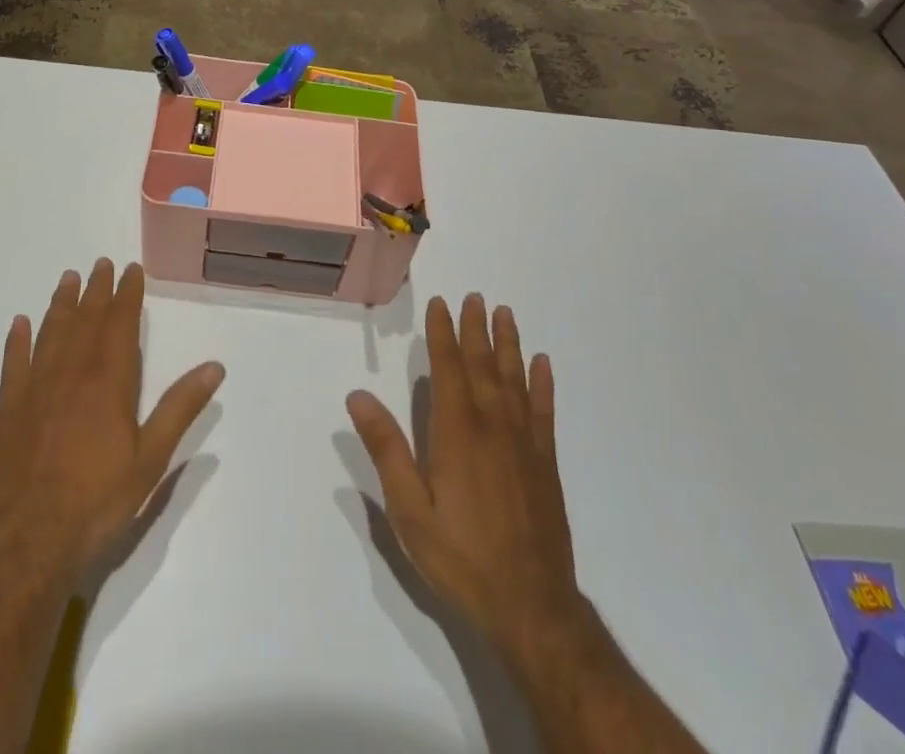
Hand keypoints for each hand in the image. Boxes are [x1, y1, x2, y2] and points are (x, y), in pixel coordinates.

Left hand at [0, 259, 223, 583]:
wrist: (27, 542)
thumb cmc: (97, 502)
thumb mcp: (150, 459)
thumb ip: (180, 408)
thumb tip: (215, 366)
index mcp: (108, 381)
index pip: (120, 323)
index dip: (127, 293)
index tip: (131, 268)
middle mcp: (71, 373)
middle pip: (86, 320)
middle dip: (96, 290)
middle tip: (100, 263)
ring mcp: (35, 389)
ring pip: (51, 332)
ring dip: (61, 303)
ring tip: (68, 278)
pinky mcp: (7, 410)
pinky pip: (14, 363)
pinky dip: (18, 340)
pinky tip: (20, 323)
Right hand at [348, 294, 582, 661]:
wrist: (531, 607)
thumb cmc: (461, 557)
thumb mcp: (409, 510)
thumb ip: (386, 449)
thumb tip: (358, 396)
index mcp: (457, 431)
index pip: (448, 368)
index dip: (443, 333)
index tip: (441, 303)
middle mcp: (492, 425)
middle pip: (483, 365)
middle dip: (476, 328)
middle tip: (476, 296)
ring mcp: (524, 443)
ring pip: (515, 379)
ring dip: (508, 344)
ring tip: (505, 314)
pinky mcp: (546, 463)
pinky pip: (544, 410)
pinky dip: (542, 383)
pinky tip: (542, 364)